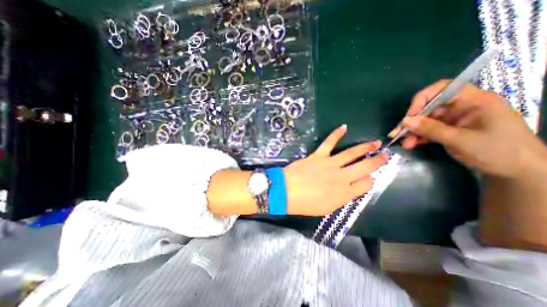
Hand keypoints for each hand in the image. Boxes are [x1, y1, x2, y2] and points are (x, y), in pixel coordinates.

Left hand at [285, 125, 386, 215]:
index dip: (369, 180)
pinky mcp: (318, 155)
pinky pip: (329, 143)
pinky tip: (344, 127)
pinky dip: (336, 134)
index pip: (366, 184)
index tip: (368, 178)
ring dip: (365, 147)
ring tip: (375, 142)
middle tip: (385, 154)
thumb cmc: (305, 204)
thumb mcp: (327, 208)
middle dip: (377, 160)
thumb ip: (342, 198)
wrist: (286, 192)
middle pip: (365, 167)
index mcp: (345, 193)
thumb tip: (352, 188)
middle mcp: (342, 177)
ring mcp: (330, 164)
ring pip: (352, 153)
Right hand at [389, 81, 546, 178]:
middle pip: (428, 108)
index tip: (410, 115)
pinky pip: (427, 131)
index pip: (443, 89)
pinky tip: (410, 144)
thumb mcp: (461, 140)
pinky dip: (418, 137)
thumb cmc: (498, 151)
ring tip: (404, 143)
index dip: (422, 99)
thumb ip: (431, 129)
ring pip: (425, 121)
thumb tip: (405, 121)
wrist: (516, 172)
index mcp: (473, 101)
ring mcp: (454, 120)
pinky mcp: (448, 131)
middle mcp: (461, 107)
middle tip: (397, 134)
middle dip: (412, 121)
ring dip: (412, 132)